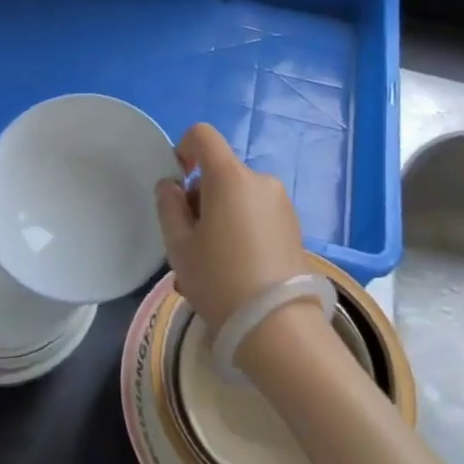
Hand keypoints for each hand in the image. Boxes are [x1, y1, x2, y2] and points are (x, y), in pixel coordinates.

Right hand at [154, 123, 310, 327]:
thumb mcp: (179, 245)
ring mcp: (281, 205)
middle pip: (220, 173)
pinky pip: (256, 217)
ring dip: (219, 220)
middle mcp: (260, 181)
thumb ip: (169, 206)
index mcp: (230, 176)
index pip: (202, 135)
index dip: (183, 149)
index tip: (177, 184)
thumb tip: (172, 186)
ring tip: (208, 268)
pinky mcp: (294, 229)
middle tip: (188, 244)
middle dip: (200, 200)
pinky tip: (233, 274)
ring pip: (238, 199)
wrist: (279, 328)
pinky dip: (240, 232)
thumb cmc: (220, 280)